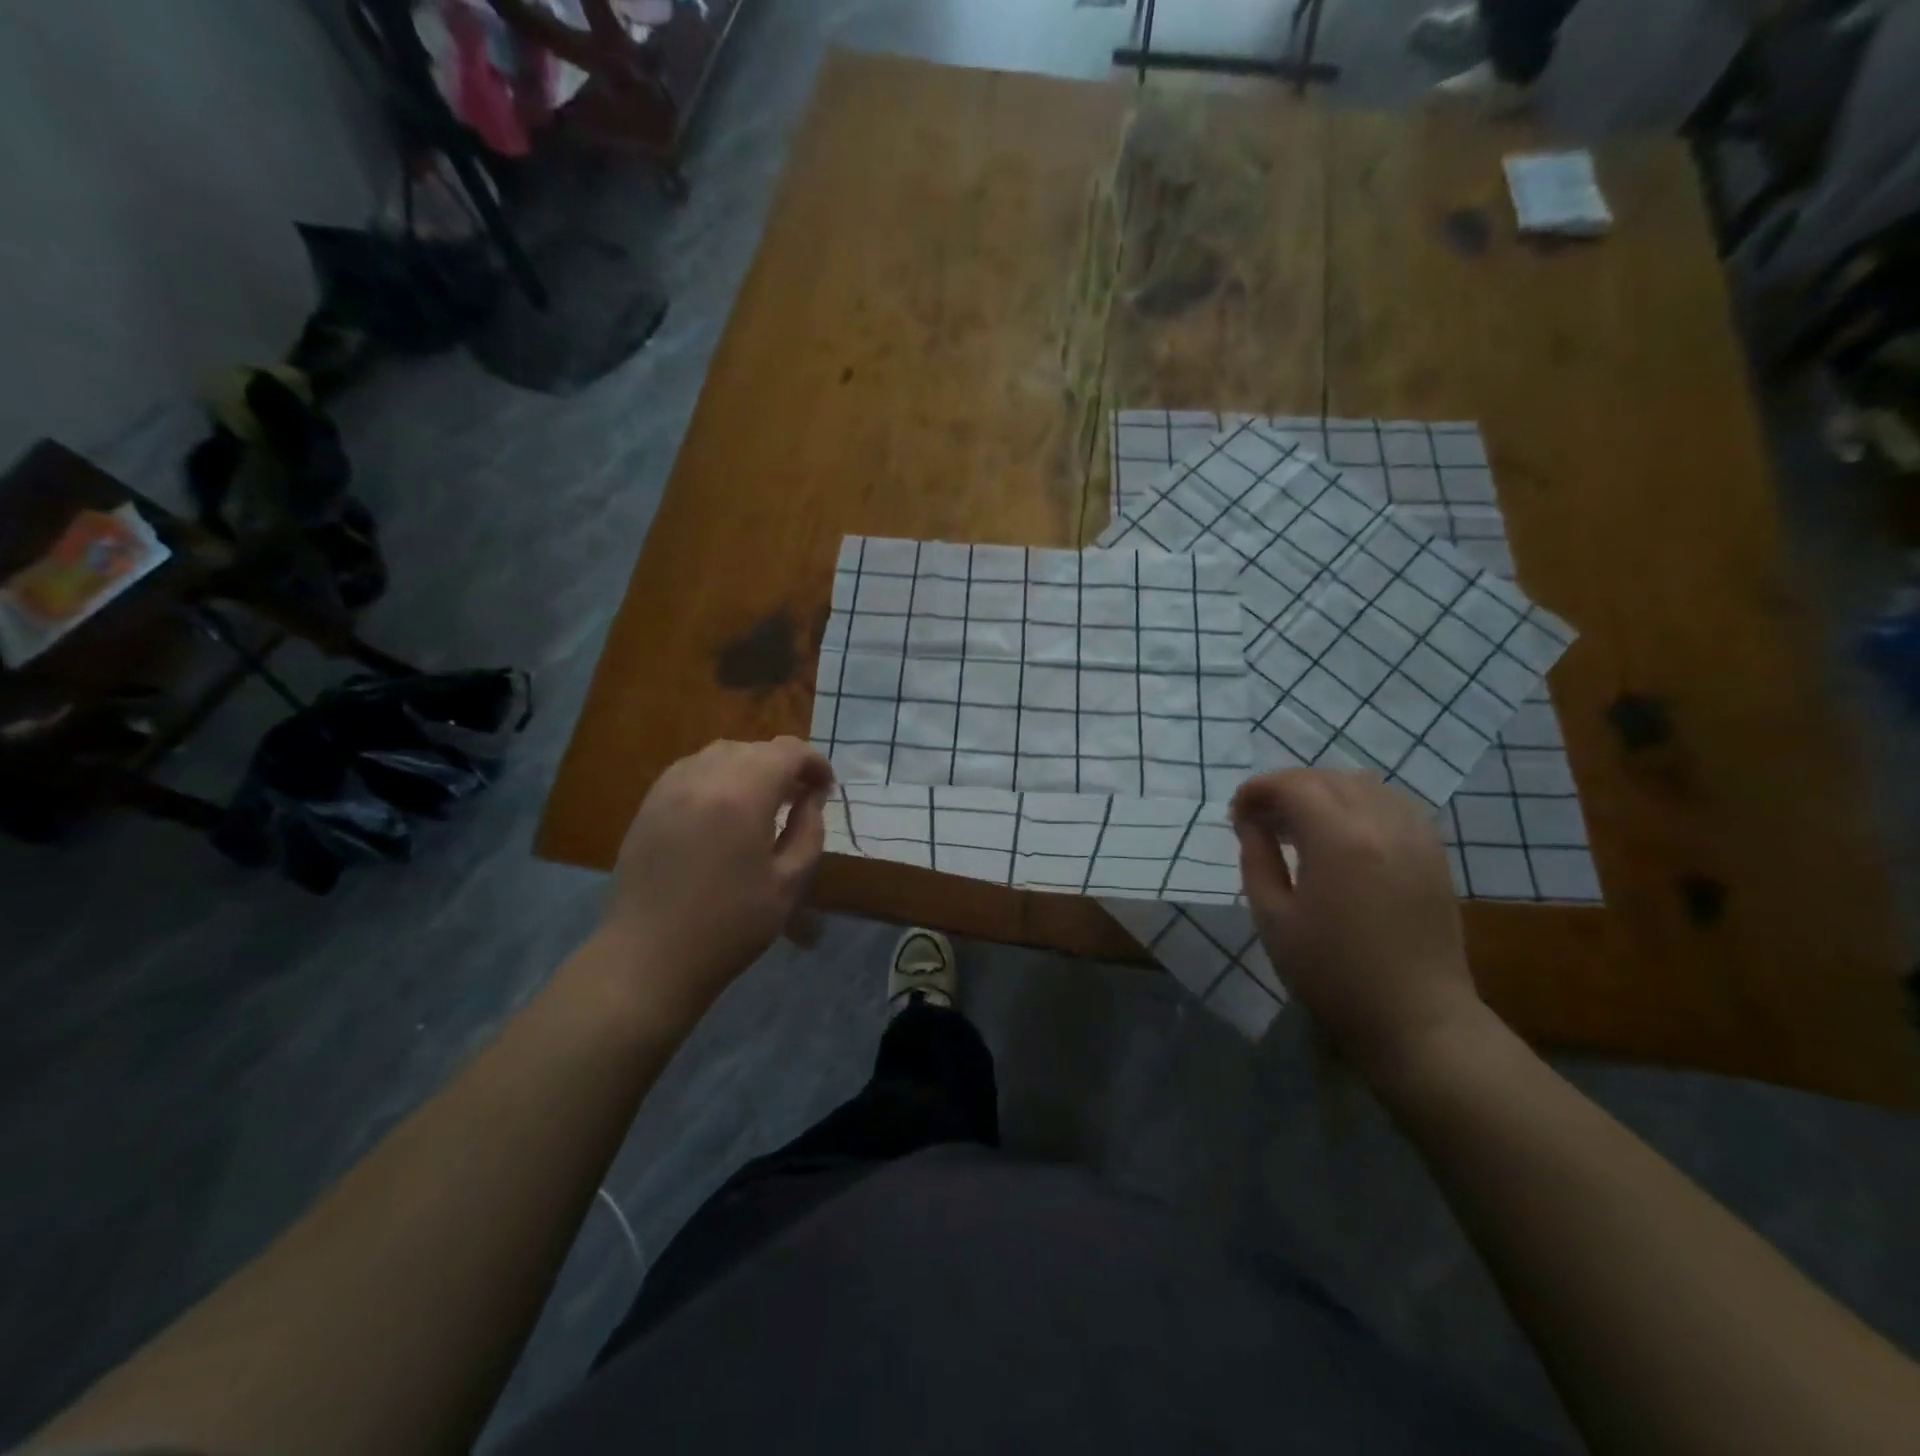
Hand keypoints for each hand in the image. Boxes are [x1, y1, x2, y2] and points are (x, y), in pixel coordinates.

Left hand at [598, 737, 833, 1021]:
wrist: (648, 958)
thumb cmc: (729, 926)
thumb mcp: (789, 884)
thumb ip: (808, 831)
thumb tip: (811, 798)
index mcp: (742, 796)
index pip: (787, 751)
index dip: (814, 763)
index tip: (826, 790)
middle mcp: (704, 778)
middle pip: (755, 748)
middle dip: (785, 765)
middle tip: (801, 799)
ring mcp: (670, 787)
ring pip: (722, 753)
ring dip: (752, 767)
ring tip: (765, 801)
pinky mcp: (650, 803)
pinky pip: (693, 769)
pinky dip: (719, 776)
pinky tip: (726, 808)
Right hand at [1231, 769, 1484, 1074]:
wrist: (1416, 1019)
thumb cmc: (1332, 974)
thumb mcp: (1273, 918)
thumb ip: (1257, 859)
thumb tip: (1251, 823)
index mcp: (1339, 839)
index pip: (1293, 785)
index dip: (1257, 790)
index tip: (1236, 814)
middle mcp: (1382, 824)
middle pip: (1327, 778)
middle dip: (1286, 788)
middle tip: (1260, 819)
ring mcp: (1415, 836)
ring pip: (1363, 785)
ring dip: (1324, 792)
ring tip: (1299, 824)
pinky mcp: (1433, 853)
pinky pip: (1393, 804)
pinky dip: (1360, 804)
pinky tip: (1343, 833)